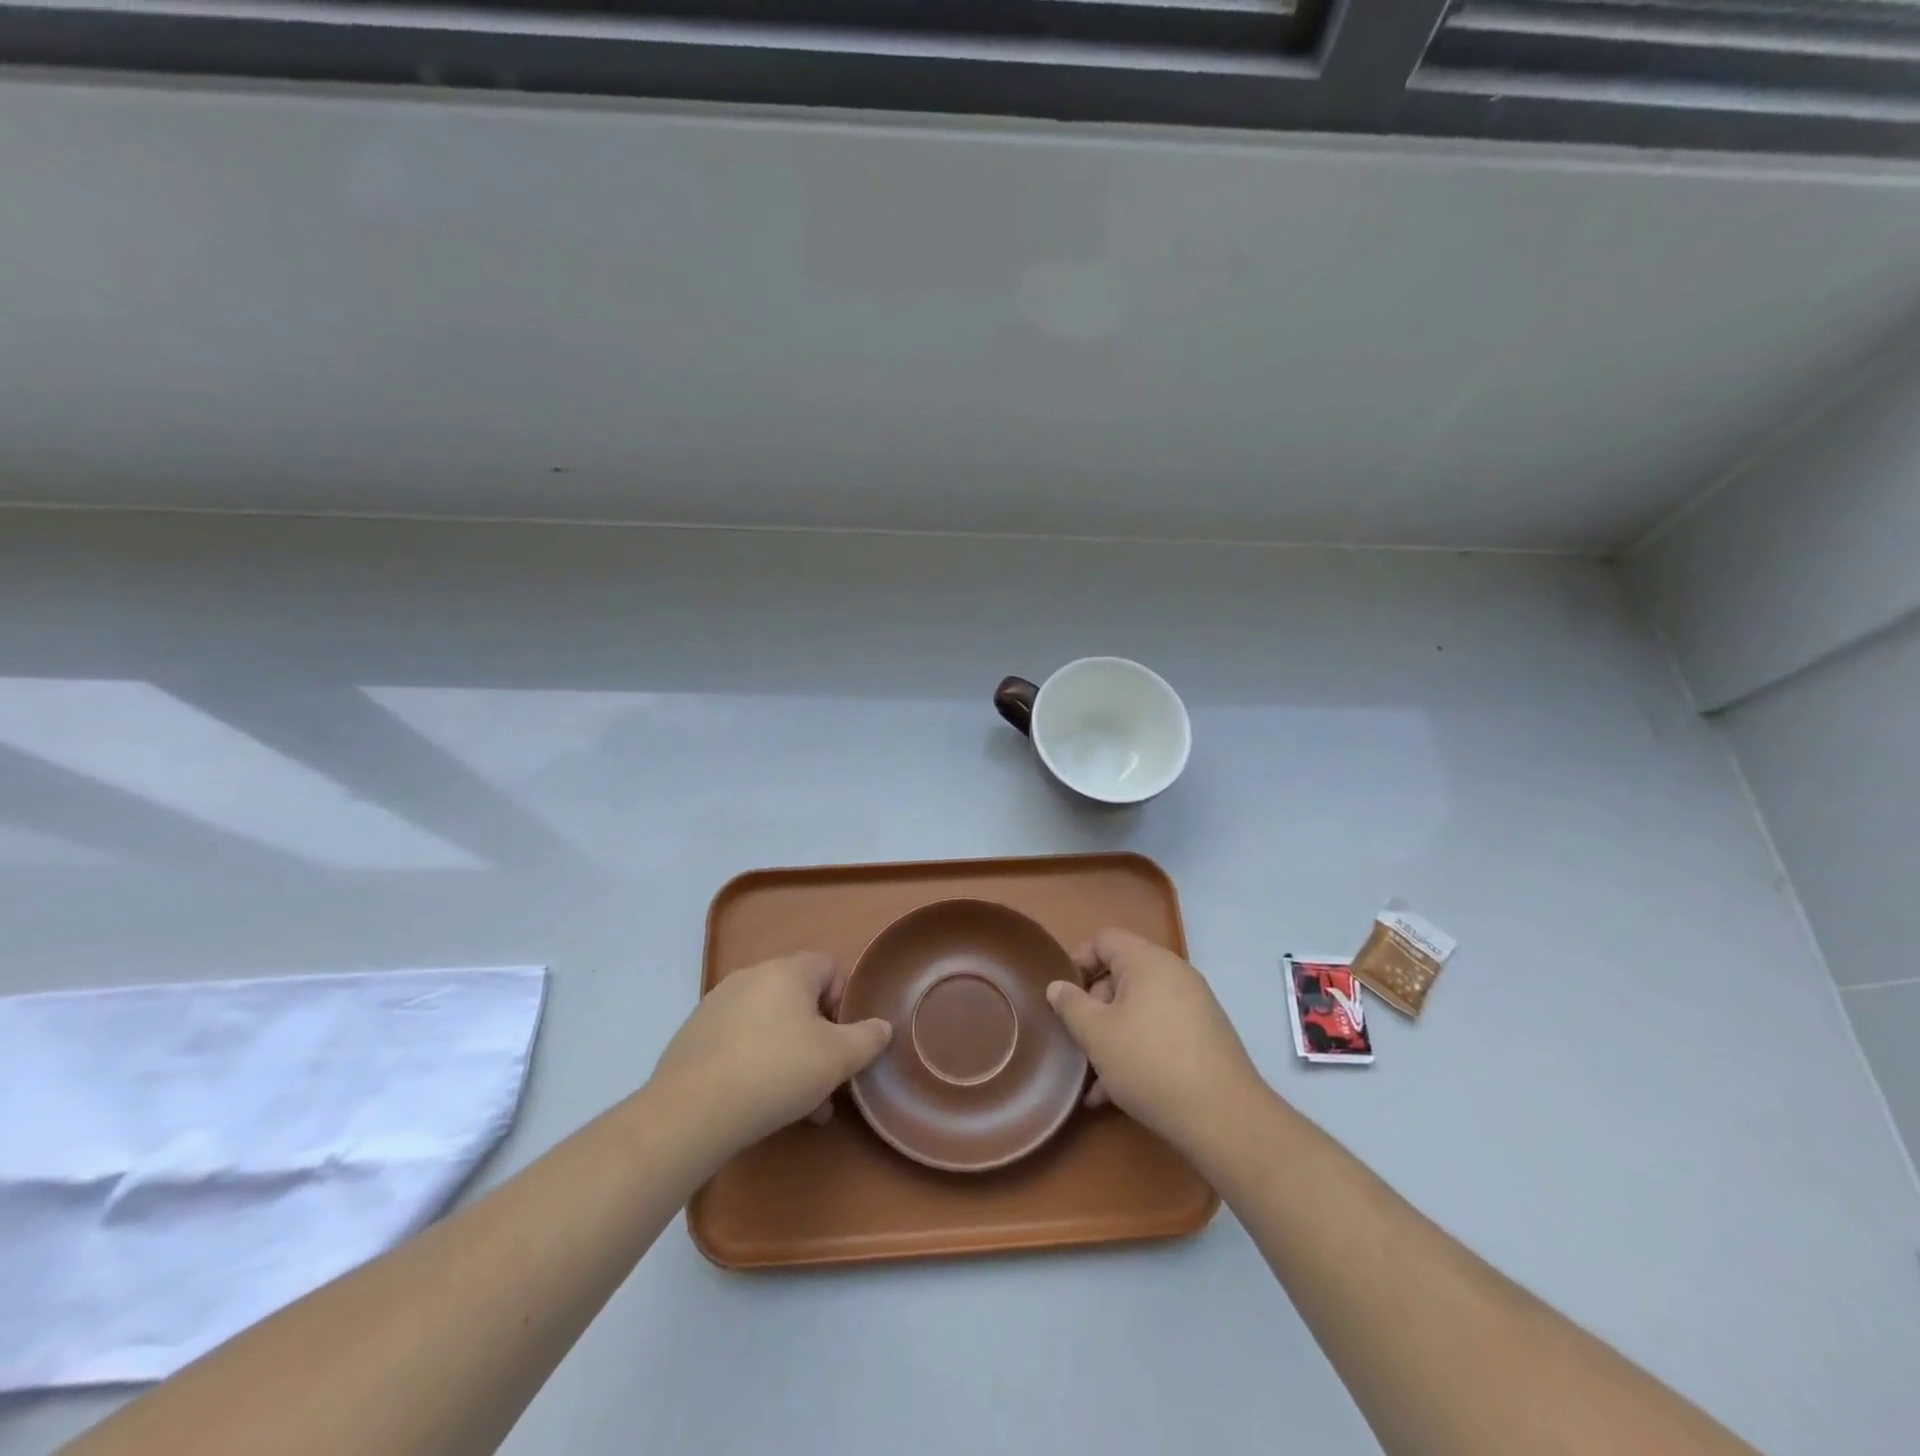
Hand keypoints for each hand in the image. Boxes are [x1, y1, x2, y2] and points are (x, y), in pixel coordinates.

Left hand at [648, 952, 891, 1159]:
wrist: (691, 1112)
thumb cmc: (776, 1072)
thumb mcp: (838, 1058)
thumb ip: (868, 1038)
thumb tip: (881, 1026)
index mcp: (787, 970)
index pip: (829, 967)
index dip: (843, 1002)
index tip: (842, 1041)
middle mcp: (751, 976)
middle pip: (798, 999)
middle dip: (817, 1037)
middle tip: (824, 1080)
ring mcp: (717, 1004)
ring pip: (769, 1024)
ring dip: (789, 1055)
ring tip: (797, 1105)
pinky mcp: (694, 1034)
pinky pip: (738, 1040)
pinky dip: (755, 1062)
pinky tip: (757, 1103)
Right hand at [1045, 928, 1263, 1154]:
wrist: (1224, 1118)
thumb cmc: (1150, 1063)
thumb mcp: (1097, 1035)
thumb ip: (1071, 1005)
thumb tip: (1058, 986)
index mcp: (1148, 962)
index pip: (1105, 940)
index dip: (1078, 960)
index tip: (1062, 995)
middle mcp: (1174, 975)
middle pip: (1121, 976)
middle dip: (1093, 1007)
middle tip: (1078, 1040)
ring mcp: (1193, 1007)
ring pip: (1138, 1010)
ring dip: (1111, 1036)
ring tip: (1092, 1077)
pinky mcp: (1204, 1038)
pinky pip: (1159, 1031)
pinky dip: (1136, 1050)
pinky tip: (1114, 1094)